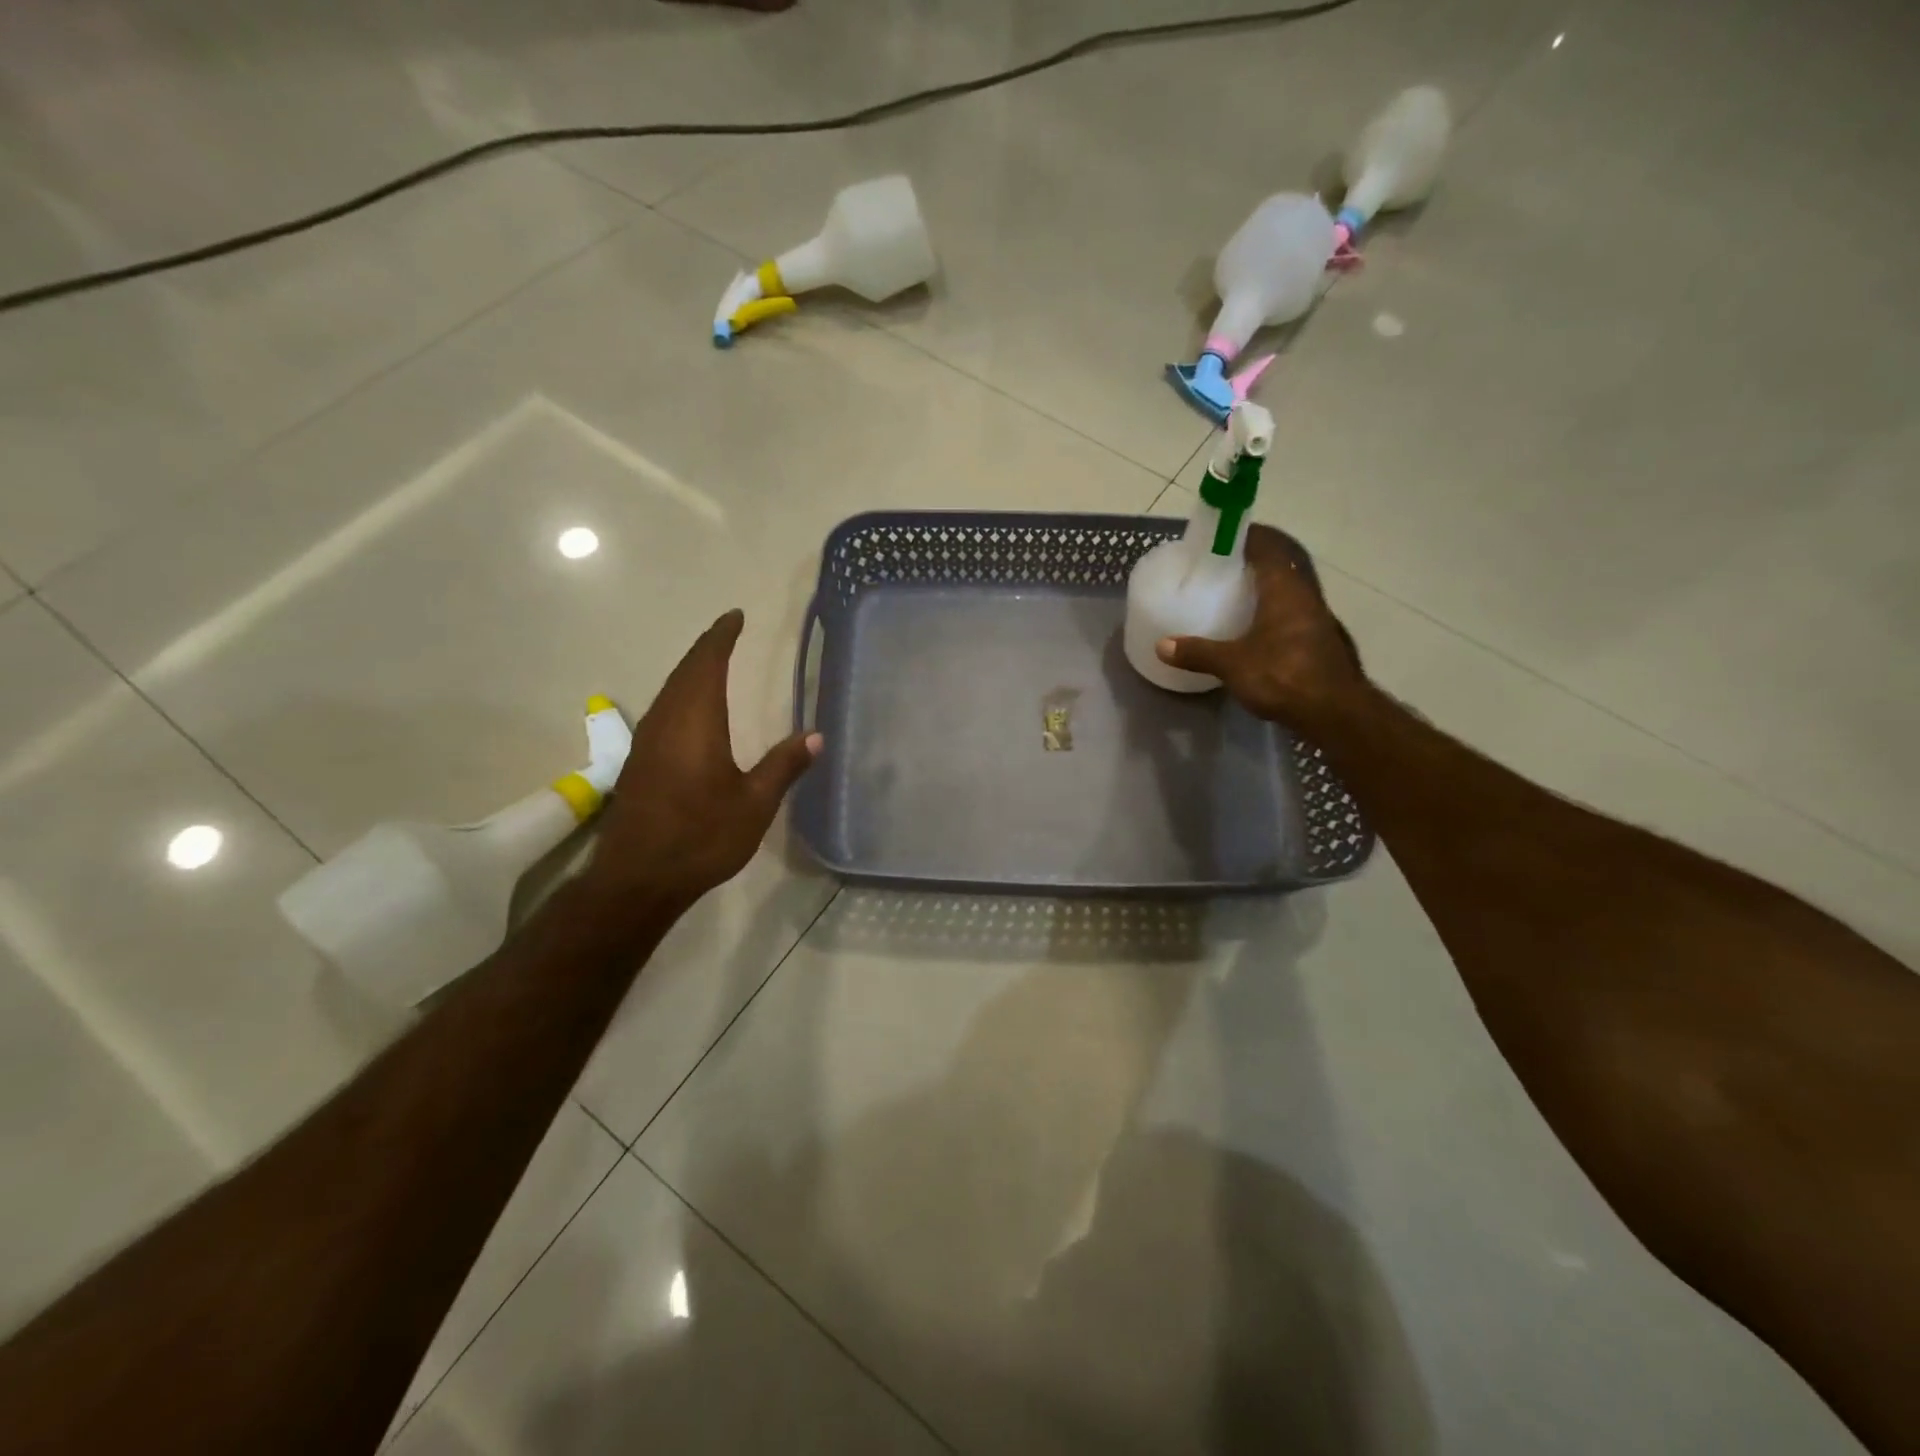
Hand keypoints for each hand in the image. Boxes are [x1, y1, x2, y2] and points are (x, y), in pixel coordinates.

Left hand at [586, 610, 819, 911]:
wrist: (638, 878)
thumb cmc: (701, 837)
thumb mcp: (754, 804)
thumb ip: (784, 765)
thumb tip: (815, 734)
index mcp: (695, 721)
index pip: (707, 663)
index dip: (721, 637)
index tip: (736, 617)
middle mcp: (666, 721)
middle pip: (684, 671)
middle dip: (706, 648)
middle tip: (728, 633)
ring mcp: (647, 741)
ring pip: (669, 690)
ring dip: (691, 671)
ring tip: (713, 662)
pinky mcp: (638, 761)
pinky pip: (662, 710)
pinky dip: (681, 694)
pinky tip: (691, 710)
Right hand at [1155, 525, 1366, 727]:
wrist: (1335, 712)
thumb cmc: (1283, 676)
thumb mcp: (1232, 664)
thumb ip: (1197, 652)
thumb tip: (1162, 646)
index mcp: (1285, 588)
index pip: (1268, 544)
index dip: (1247, 535)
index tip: (1223, 536)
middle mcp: (1306, 594)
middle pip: (1283, 563)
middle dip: (1257, 558)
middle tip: (1226, 564)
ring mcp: (1318, 617)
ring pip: (1291, 588)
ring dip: (1269, 585)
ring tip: (1238, 593)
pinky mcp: (1321, 639)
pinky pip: (1295, 611)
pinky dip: (1276, 609)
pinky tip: (1259, 627)